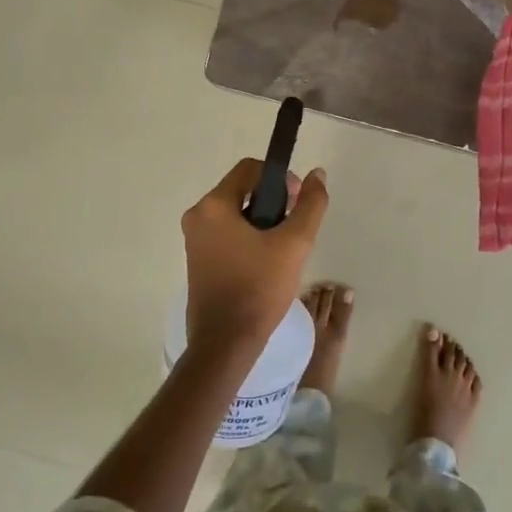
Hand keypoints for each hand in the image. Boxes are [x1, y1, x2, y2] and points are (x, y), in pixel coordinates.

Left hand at [182, 158, 329, 353]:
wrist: (226, 343)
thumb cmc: (258, 288)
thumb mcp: (294, 244)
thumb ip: (310, 204)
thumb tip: (318, 174)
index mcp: (213, 205)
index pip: (250, 168)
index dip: (280, 178)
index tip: (297, 204)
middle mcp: (197, 216)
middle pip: (242, 189)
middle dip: (273, 202)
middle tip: (294, 229)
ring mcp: (194, 239)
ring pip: (236, 212)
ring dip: (262, 221)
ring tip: (283, 248)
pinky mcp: (197, 259)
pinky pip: (227, 232)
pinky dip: (248, 237)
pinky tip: (266, 262)